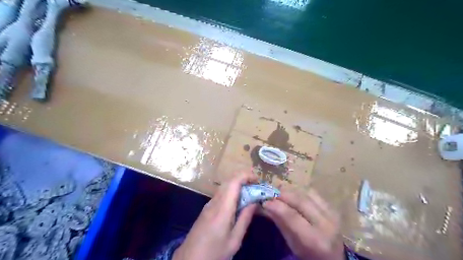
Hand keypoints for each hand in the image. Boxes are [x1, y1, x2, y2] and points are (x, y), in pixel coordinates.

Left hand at [172, 171, 257, 259]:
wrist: (189, 259)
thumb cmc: (214, 252)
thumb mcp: (234, 240)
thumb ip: (245, 218)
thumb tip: (255, 202)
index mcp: (223, 208)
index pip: (234, 182)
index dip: (246, 175)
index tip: (258, 180)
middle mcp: (215, 201)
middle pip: (229, 180)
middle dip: (244, 178)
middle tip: (257, 186)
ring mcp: (209, 203)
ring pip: (225, 185)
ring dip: (238, 184)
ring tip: (251, 192)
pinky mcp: (207, 207)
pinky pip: (222, 193)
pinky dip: (232, 191)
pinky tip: (238, 201)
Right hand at [262, 187, 344, 259]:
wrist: (334, 258)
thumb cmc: (308, 256)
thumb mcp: (292, 245)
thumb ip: (281, 223)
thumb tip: (266, 205)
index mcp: (314, 240)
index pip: (292, 216)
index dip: (276, 206)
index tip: (264, 201)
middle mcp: (326, 224)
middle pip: (300, 201)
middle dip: (282, 194)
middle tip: (271, 193)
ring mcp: (332, 214)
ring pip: (307, 193)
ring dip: (291, 190)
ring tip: (280, 192)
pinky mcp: (333, 208)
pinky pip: (314, 193)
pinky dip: (301, 191)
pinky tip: (294, 194)